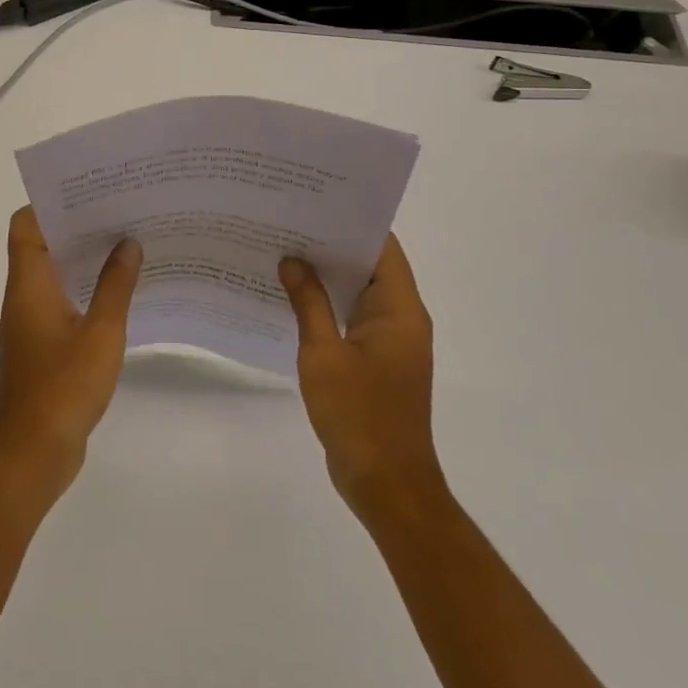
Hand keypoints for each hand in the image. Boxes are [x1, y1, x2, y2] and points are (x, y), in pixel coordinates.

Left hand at [0, 207, 140, 500]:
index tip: (90, 192)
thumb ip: (116, 285)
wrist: (32, 454)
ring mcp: (31, 323)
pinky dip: (86, 289)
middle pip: (42, 244)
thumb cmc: (63, 387)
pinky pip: (63, 301)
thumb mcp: (101, 332)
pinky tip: (121, 292)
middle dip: (78, 226)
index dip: (50, 203)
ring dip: (85, 258)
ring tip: (128, 242)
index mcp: (29, 284)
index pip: (25, 225)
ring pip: (55, 274)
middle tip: (121, 210)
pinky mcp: (43, 346)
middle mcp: (24, 296)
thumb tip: (128, 242)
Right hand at [280, 235, 445, 516]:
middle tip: (288, 224)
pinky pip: (354, 319)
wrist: (387, 484)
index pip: (382, 247)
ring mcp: (391, 341)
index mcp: (399, 309)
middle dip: (332, 246)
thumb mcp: (323, 354)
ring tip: (285, 253)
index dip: (351, 222)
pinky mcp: (378, 362)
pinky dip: (329, 306)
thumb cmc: (359, 415)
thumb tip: (293, 260)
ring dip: (328, 277)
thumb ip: (308, 303)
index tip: (314, 204)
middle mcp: (402, 318)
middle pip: (370, 266)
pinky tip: (293, 300)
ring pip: (360, 293)